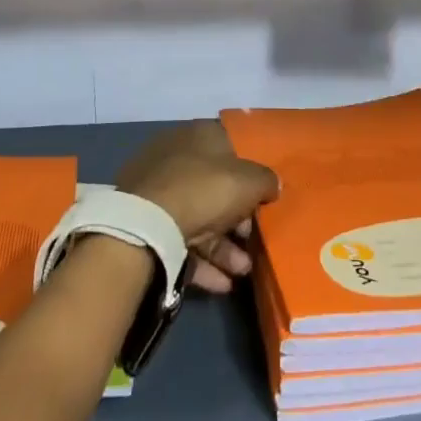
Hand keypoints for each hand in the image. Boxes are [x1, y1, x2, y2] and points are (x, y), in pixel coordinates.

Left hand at [118, 122, 278, 293]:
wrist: (148, 226)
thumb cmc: (204, 189)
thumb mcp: (248, 180)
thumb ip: (266, 180)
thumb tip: (273, 183)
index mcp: (199, 136)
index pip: (230, 146)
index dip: (250, 170)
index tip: (265, 194)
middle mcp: (177, 158)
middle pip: (216, 187)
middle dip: (238, 217)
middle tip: (253, 238)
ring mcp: (159, 192)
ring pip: (200, 218)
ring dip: (225, 247)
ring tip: (244, 270)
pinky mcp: (149, 225)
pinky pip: (183, 242)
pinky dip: (204, 262)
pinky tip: (223, 284)